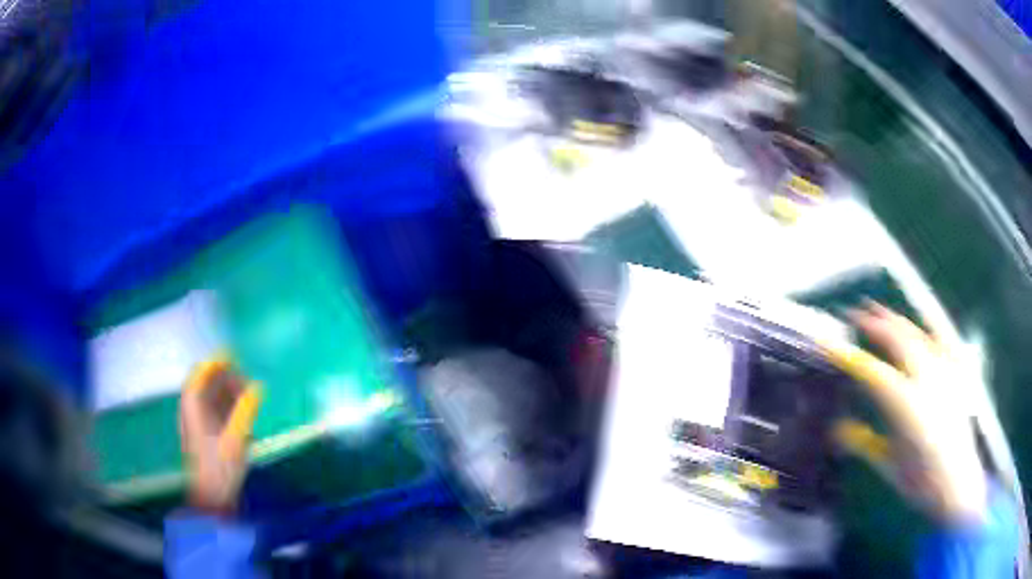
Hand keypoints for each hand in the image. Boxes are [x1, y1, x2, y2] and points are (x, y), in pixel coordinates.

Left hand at [179, 355, 261, 515]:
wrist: (212, 502)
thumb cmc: (220, 470)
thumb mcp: (235, 441)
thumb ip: (245, 412)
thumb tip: (258, 388)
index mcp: (193, 409)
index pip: (199, 375)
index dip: (214, 363)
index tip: (233, 356)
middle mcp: (193, 413)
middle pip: (206, 385)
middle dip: (225, 378)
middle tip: (249, 380)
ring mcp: (199, 425)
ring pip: (212, 399)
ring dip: (229, 393)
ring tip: (250, 395)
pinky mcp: (207, 438)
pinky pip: (217, 413)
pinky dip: (229, 408)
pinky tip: (245, 414)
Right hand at [824, 303, 985, 522]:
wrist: (957, 482)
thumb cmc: (919, 480)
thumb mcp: (887, 465)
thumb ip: (863, 442)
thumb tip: (835, 428)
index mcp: (905, 405)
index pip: (871, 372)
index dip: (849, 356)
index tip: (830, 344)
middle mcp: (926, 378)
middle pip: (897, 340)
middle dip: (875, 323)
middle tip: (855, 313)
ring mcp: (945, 370)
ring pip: (918, 334)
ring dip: (897, 319)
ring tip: (880, 309)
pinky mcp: (958, 371)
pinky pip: (945, 338)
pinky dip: (932, 323)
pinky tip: (923, 315)